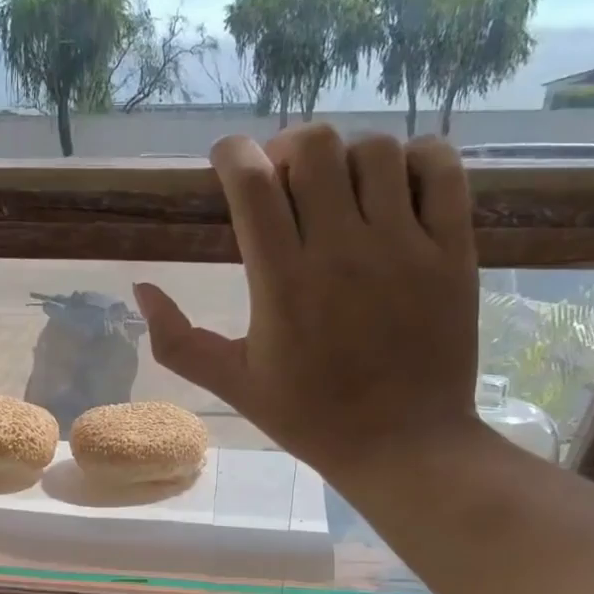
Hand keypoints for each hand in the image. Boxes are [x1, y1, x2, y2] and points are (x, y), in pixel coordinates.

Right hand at [135, 124, 481, 483]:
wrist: (403, 445)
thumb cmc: (311, 417)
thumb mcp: (233, 385)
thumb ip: (177, 341)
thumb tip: (141, 289)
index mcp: (282, 283)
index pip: (253, 183)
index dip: (233, 154)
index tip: (227, 160)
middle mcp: (342, 251)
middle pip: (315, 148)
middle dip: (288, 148)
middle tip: (284, 179)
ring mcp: (405, 247)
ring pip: (376, 151)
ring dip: (347, 157)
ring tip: (339, 189)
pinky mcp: (452, 251)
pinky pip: (442, 169)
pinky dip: (417, 158)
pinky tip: (397, 184)